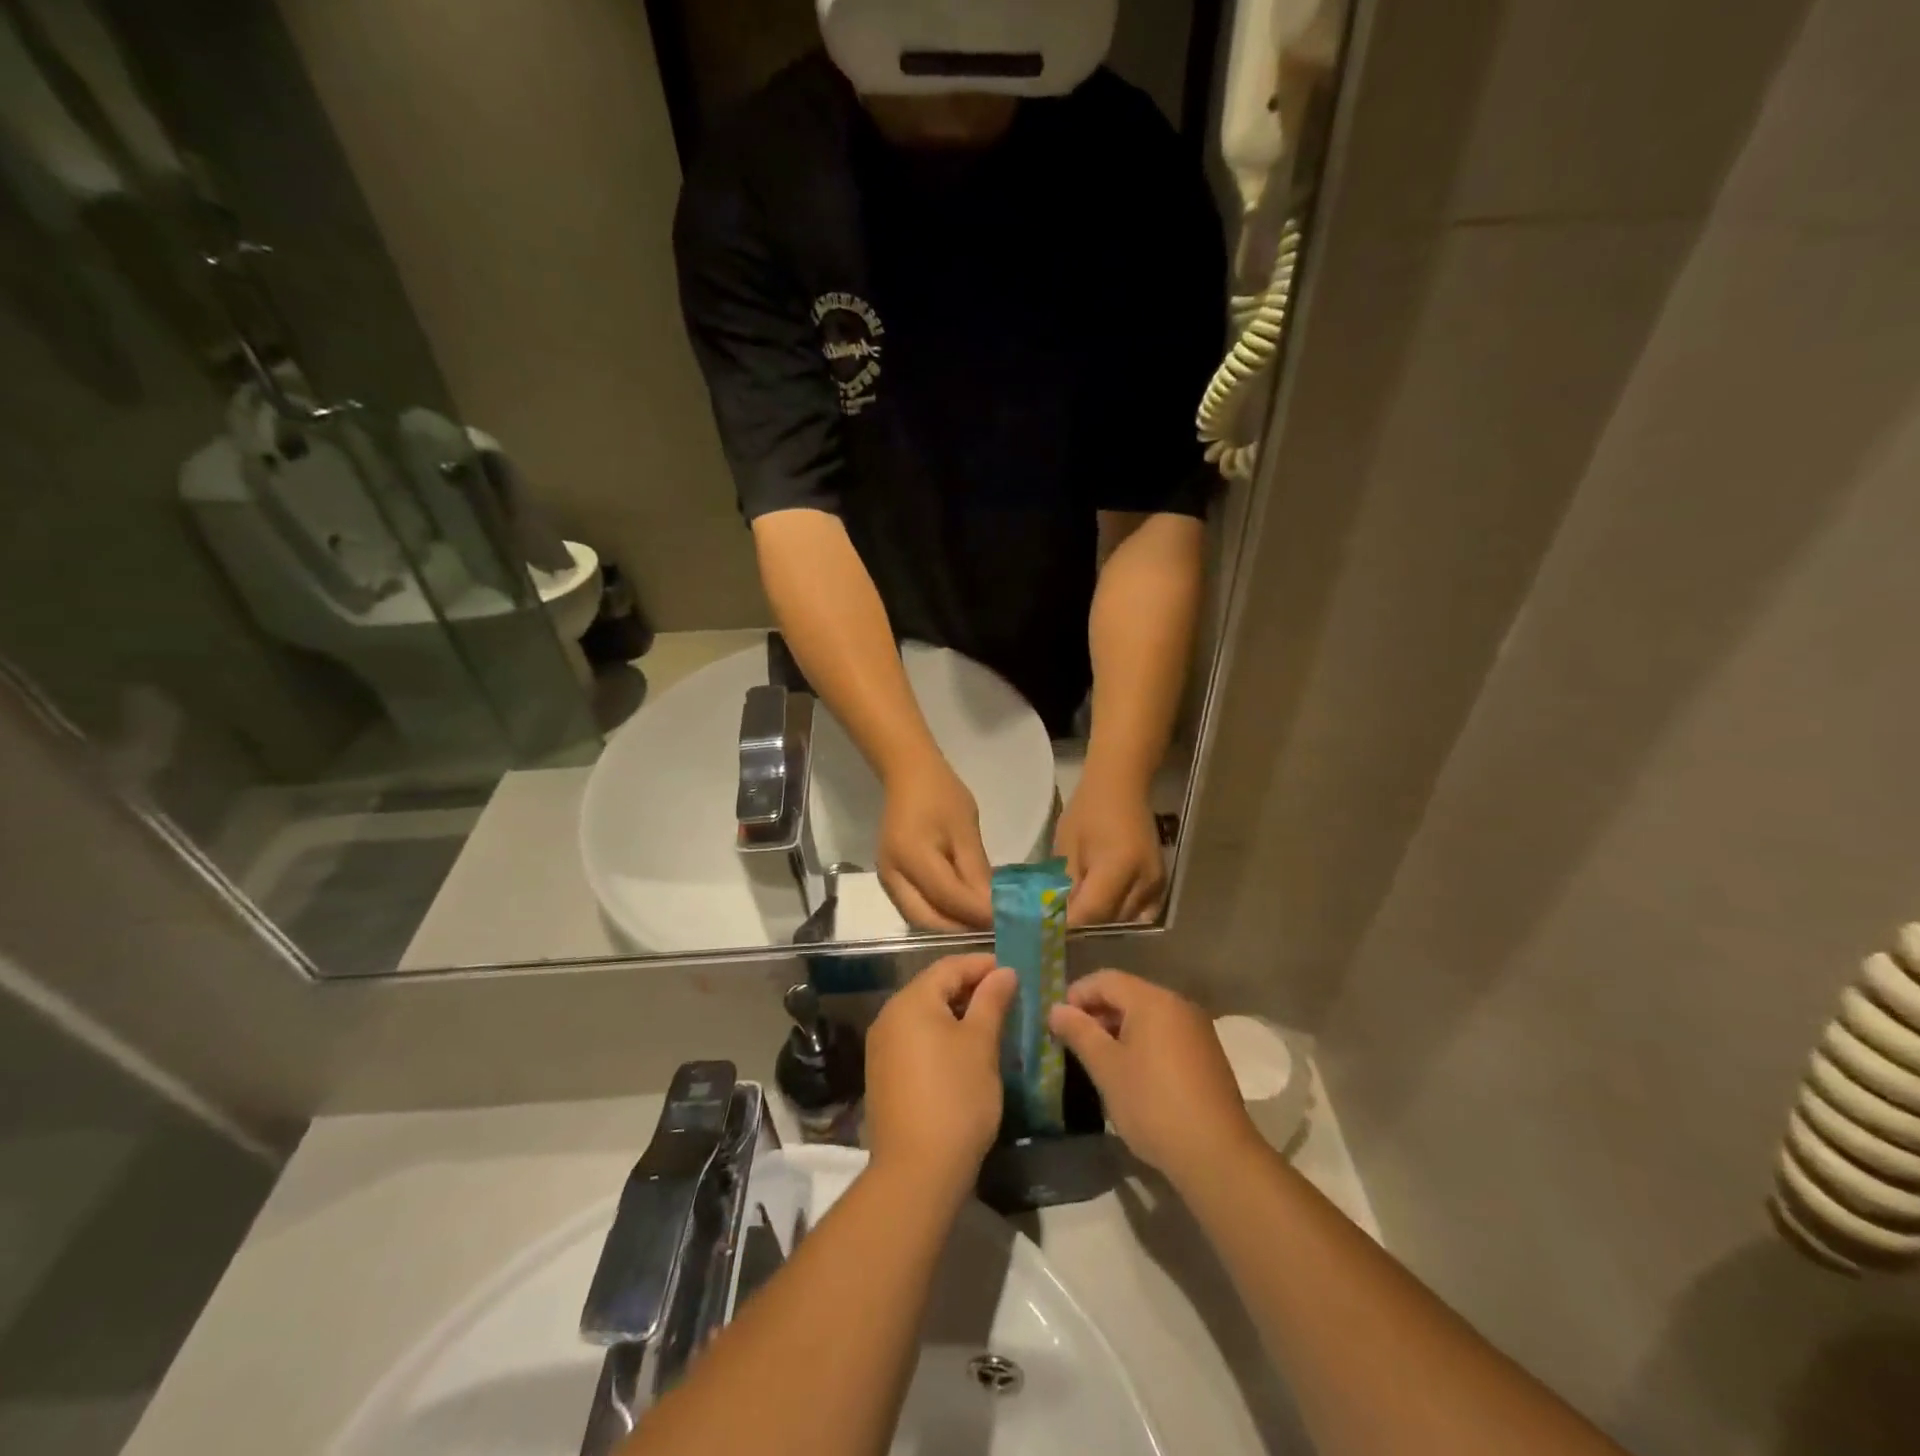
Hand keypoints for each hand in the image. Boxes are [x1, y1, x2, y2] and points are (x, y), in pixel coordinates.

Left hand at [866, 954, 1016, 1201]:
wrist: (916, 1172)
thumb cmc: (956, 1097)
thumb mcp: (981, 1044)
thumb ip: (992, 1000)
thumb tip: (1004, 972)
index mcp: (911, 1001)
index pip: (950, 966)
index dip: (983, 965)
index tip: (1015, 972)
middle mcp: (889, 1016)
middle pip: (934, 988)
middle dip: (971, 988)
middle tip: (1008, 998)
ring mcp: (882, 1047)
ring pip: (925, 1015)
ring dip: (958, 1014)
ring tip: (992, 1024)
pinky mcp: (884, 1074)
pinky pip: (916, 1040)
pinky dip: (942, 1037)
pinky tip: (966, 1053)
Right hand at [879, 752, 993, 930]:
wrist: (908, 775)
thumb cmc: (941, 795)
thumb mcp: (965, 829)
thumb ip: (976, 871)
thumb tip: (992, 906)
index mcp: (911, 857)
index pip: (948, 898)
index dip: (978, 913)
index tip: (1007, 920)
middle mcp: (892, 875)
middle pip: (927, 920)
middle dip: (961, 929)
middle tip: (994, 927)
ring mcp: (887, 879)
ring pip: (919, 918)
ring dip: (950, 926)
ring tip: (980, 922)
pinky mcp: (890, 878)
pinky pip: (914, 907)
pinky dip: (939, 915)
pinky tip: (961, 910)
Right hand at [1047, 970, 1257, 1187]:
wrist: (1217, 1154)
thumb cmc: (1152, 1104)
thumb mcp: (1106, 1068)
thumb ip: (1079, 1032)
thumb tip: (1056, 1009)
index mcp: (1152, 1000)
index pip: (1105, 979)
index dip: (1077, 995)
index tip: (1058, 1023)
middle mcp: (1178, 1004)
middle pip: (1128, 994)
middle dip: (1097, 1013)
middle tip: (1074, 1042)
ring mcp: (1197, 1029)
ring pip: (1147, 1015)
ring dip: (1119, 1029)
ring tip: (1099, 1060)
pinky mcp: (1207, 1054)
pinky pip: (1165, 1033)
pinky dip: (1142, 1042)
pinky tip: (1132, 1073)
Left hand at [1053, 771, 1165, 926]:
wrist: (1121, 787)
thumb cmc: (1088, 811)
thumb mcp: (1067, 847)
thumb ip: (1066, 885)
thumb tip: (1056, 918)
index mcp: (1118, 867)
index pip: (1092, 913)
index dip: (1068, 925)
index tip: (1047, 929)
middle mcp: (1144, 881)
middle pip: (1110, 921)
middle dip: (1083, 926)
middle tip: (1059, 923)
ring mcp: (1156, 885)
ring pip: (1124, 921)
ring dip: (1100, 922)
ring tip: (1078, 914)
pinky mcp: (1160, 884)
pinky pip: (1139, 913)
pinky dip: (1119, 915)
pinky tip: (1102, 907)